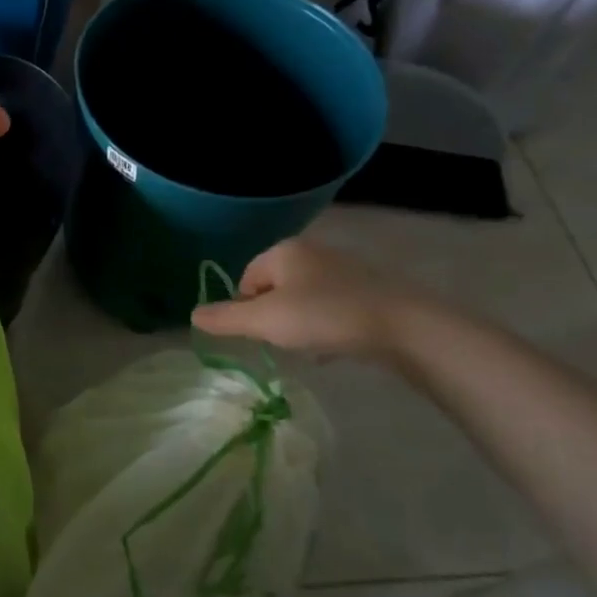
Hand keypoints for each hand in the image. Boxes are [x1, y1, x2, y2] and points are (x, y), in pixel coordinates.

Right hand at [190, 239, 421, 361]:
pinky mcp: (368, 289)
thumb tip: (193, 315)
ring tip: (311, 345)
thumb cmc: (324, 317)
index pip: (246, 279)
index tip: (261, 332)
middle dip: (273, 316)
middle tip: (284, 340)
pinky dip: (326, 325)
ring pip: (304, 298)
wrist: (403, 326)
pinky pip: (332, 307)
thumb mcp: (265, 321)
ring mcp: (343, 269)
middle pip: (275, 288)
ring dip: (300, 323)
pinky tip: (334, 345)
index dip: (246, 308)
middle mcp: (312, 252)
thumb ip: (225, 318)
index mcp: (284, 251)